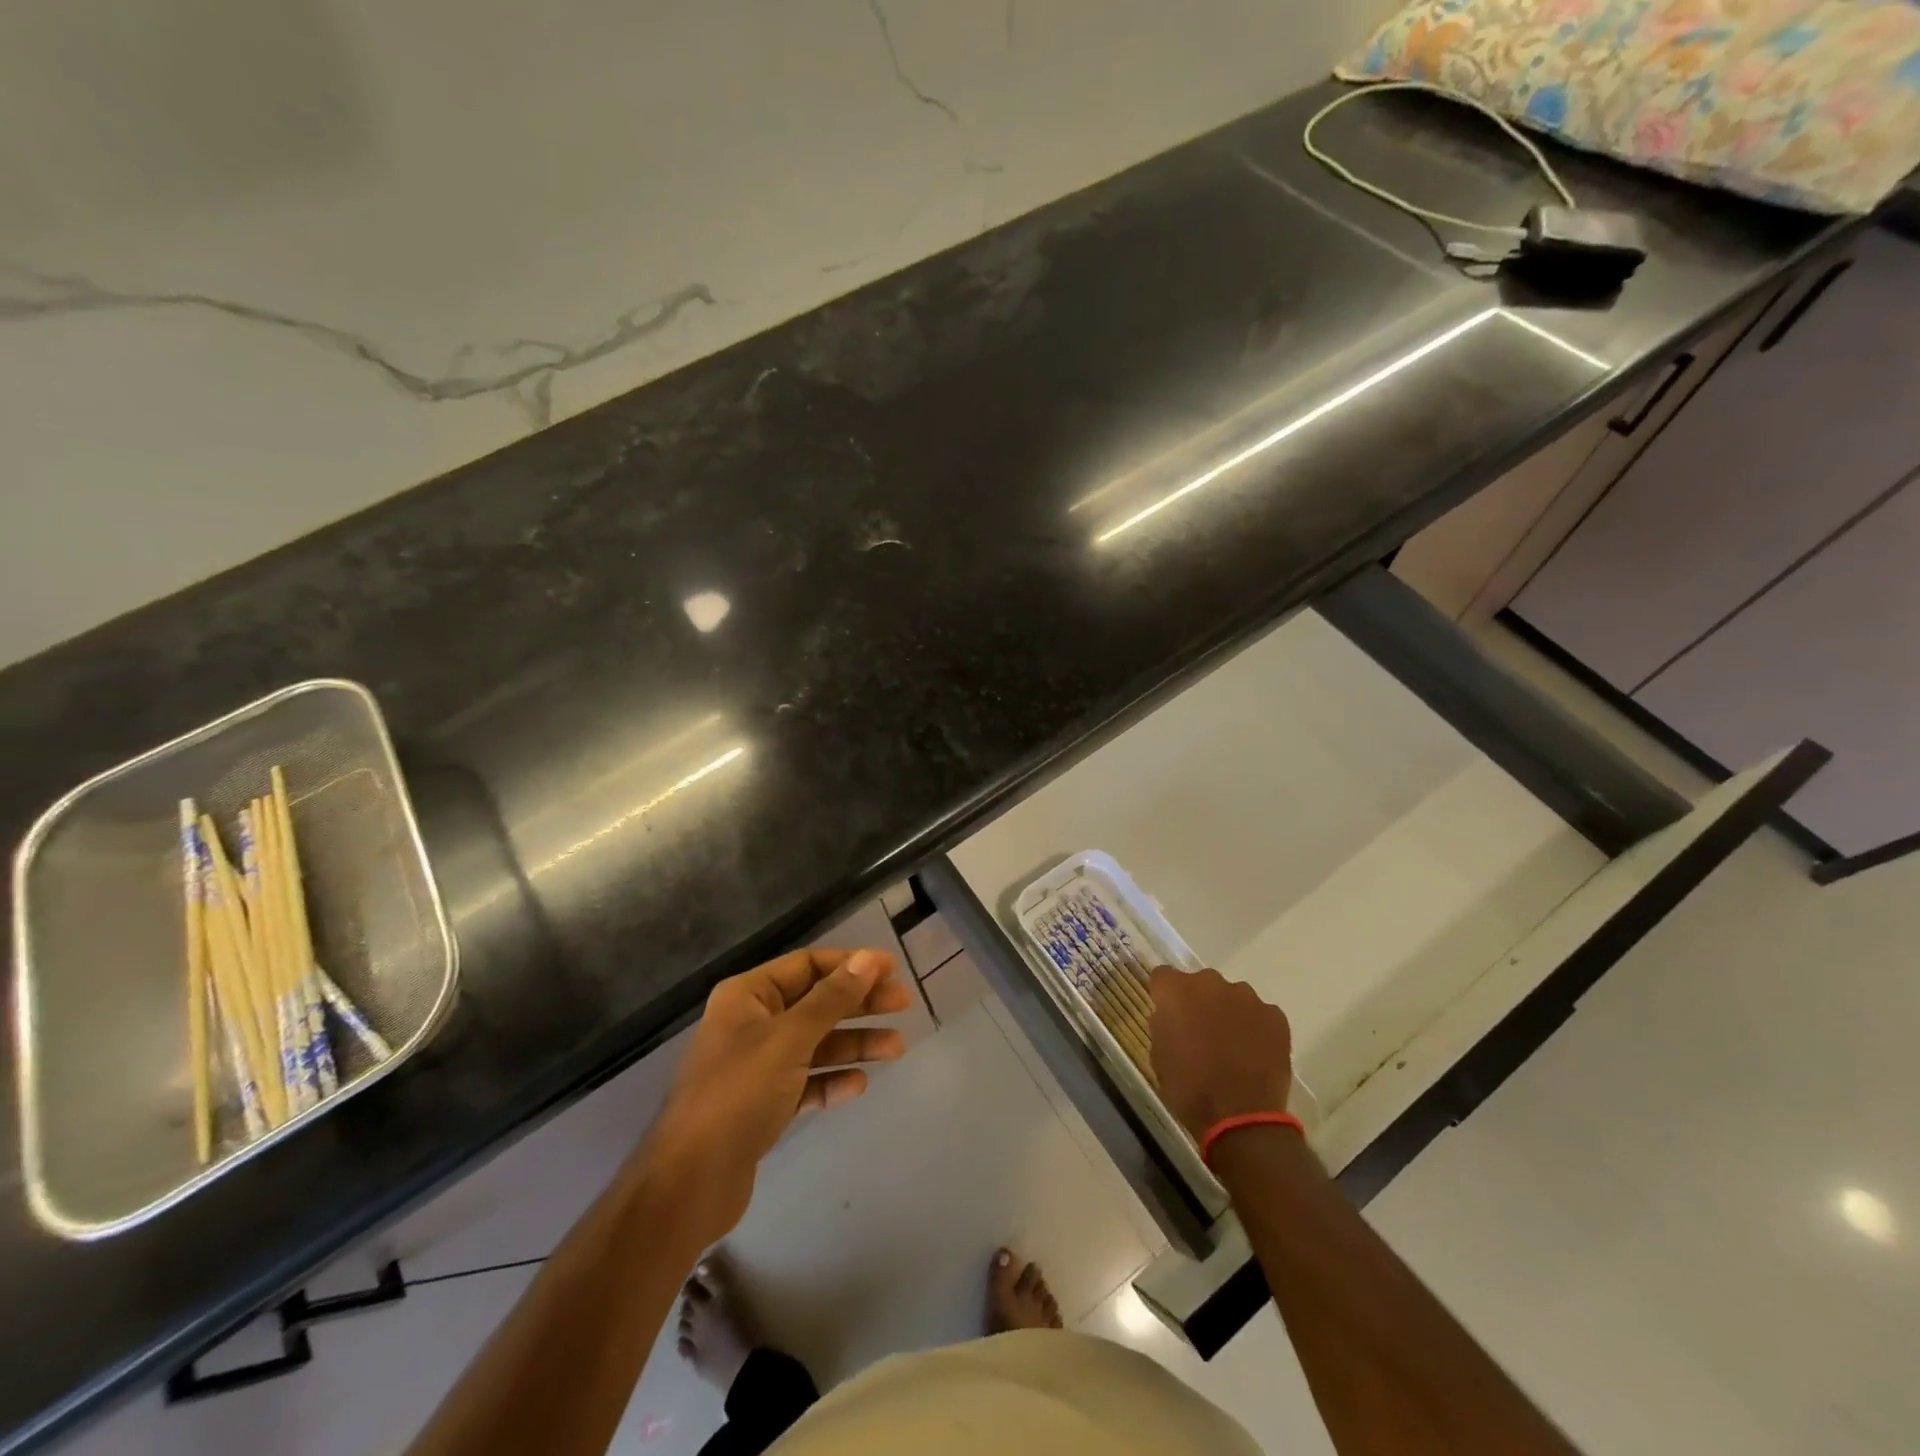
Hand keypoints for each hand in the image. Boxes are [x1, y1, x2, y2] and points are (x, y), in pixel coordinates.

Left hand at [639, 947, 911, 1243]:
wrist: (689, 1183)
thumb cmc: (738, 1094)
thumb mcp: (790, 1038)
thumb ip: (832, 998)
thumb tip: (868, 959)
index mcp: (748, 996)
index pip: (807, 965)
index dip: (850, 965)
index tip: (891, 969)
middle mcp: (751, 1024)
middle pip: (816, 1003)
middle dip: (859, 1003)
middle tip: (903, 1004)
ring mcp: (756, 1067)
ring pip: (815, 1044)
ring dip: (854, 1043)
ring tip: (896, 1048)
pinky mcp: (762, 1106)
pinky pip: (805, 1083)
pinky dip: (831, 1081)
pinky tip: (858, 1085)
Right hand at [1149, 966, 1293, 1141]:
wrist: (1241, 1117)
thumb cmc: (1189, 1088)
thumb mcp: (1159, 1057)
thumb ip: (1163, 1026)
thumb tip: (1172, 1018)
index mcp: (1176, 991)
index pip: (1163, 977)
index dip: (1165, 996)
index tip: (1168, 1015)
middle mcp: (1211, 983)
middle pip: (1200, 983)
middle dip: (1199, 1002)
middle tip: (1201, 1032)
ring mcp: (1246, 997)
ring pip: (1232, 996)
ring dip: (1228, 1012)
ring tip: (1232, 1046)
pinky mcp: (1275, 1016)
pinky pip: (1260, 1014)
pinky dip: (1256, 1028)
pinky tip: (1255, 1053)